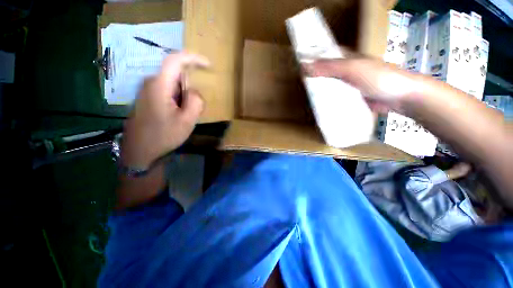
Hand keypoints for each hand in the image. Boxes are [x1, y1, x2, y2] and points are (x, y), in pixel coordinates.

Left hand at [121, 52, 209, 168]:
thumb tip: (194, 91)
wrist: (140, 151)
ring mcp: (147, 90)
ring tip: (186, 115)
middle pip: (176, 74)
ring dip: (184, 95)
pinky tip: (178, 115)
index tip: (208, 65)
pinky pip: (168, 91)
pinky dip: (178, 99)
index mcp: (159, 86)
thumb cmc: (163, 136)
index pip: (175, 60)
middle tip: (195, 107)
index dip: (193, 58)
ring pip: (173, 84)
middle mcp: (151, 83)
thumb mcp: (186, 121)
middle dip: (190, 87)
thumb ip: (195, 102)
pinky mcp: (148, 98)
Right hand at [305, 58, 420, 114]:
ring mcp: (348, 86)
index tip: (298, 63)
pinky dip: (327, 101)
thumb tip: (304, 66)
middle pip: (325, 72)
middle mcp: (346, 71)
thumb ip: (330, 67)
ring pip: (329, 86)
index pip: (326, 54)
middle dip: (313, 77)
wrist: (399, 97)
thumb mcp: (353, 69)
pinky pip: (335, 98)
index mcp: (347, 58)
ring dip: (319, 90)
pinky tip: (318, 106)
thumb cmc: (378, 77)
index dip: (313, 56)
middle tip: (300, 83)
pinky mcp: (350, 98)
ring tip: (306, 96)